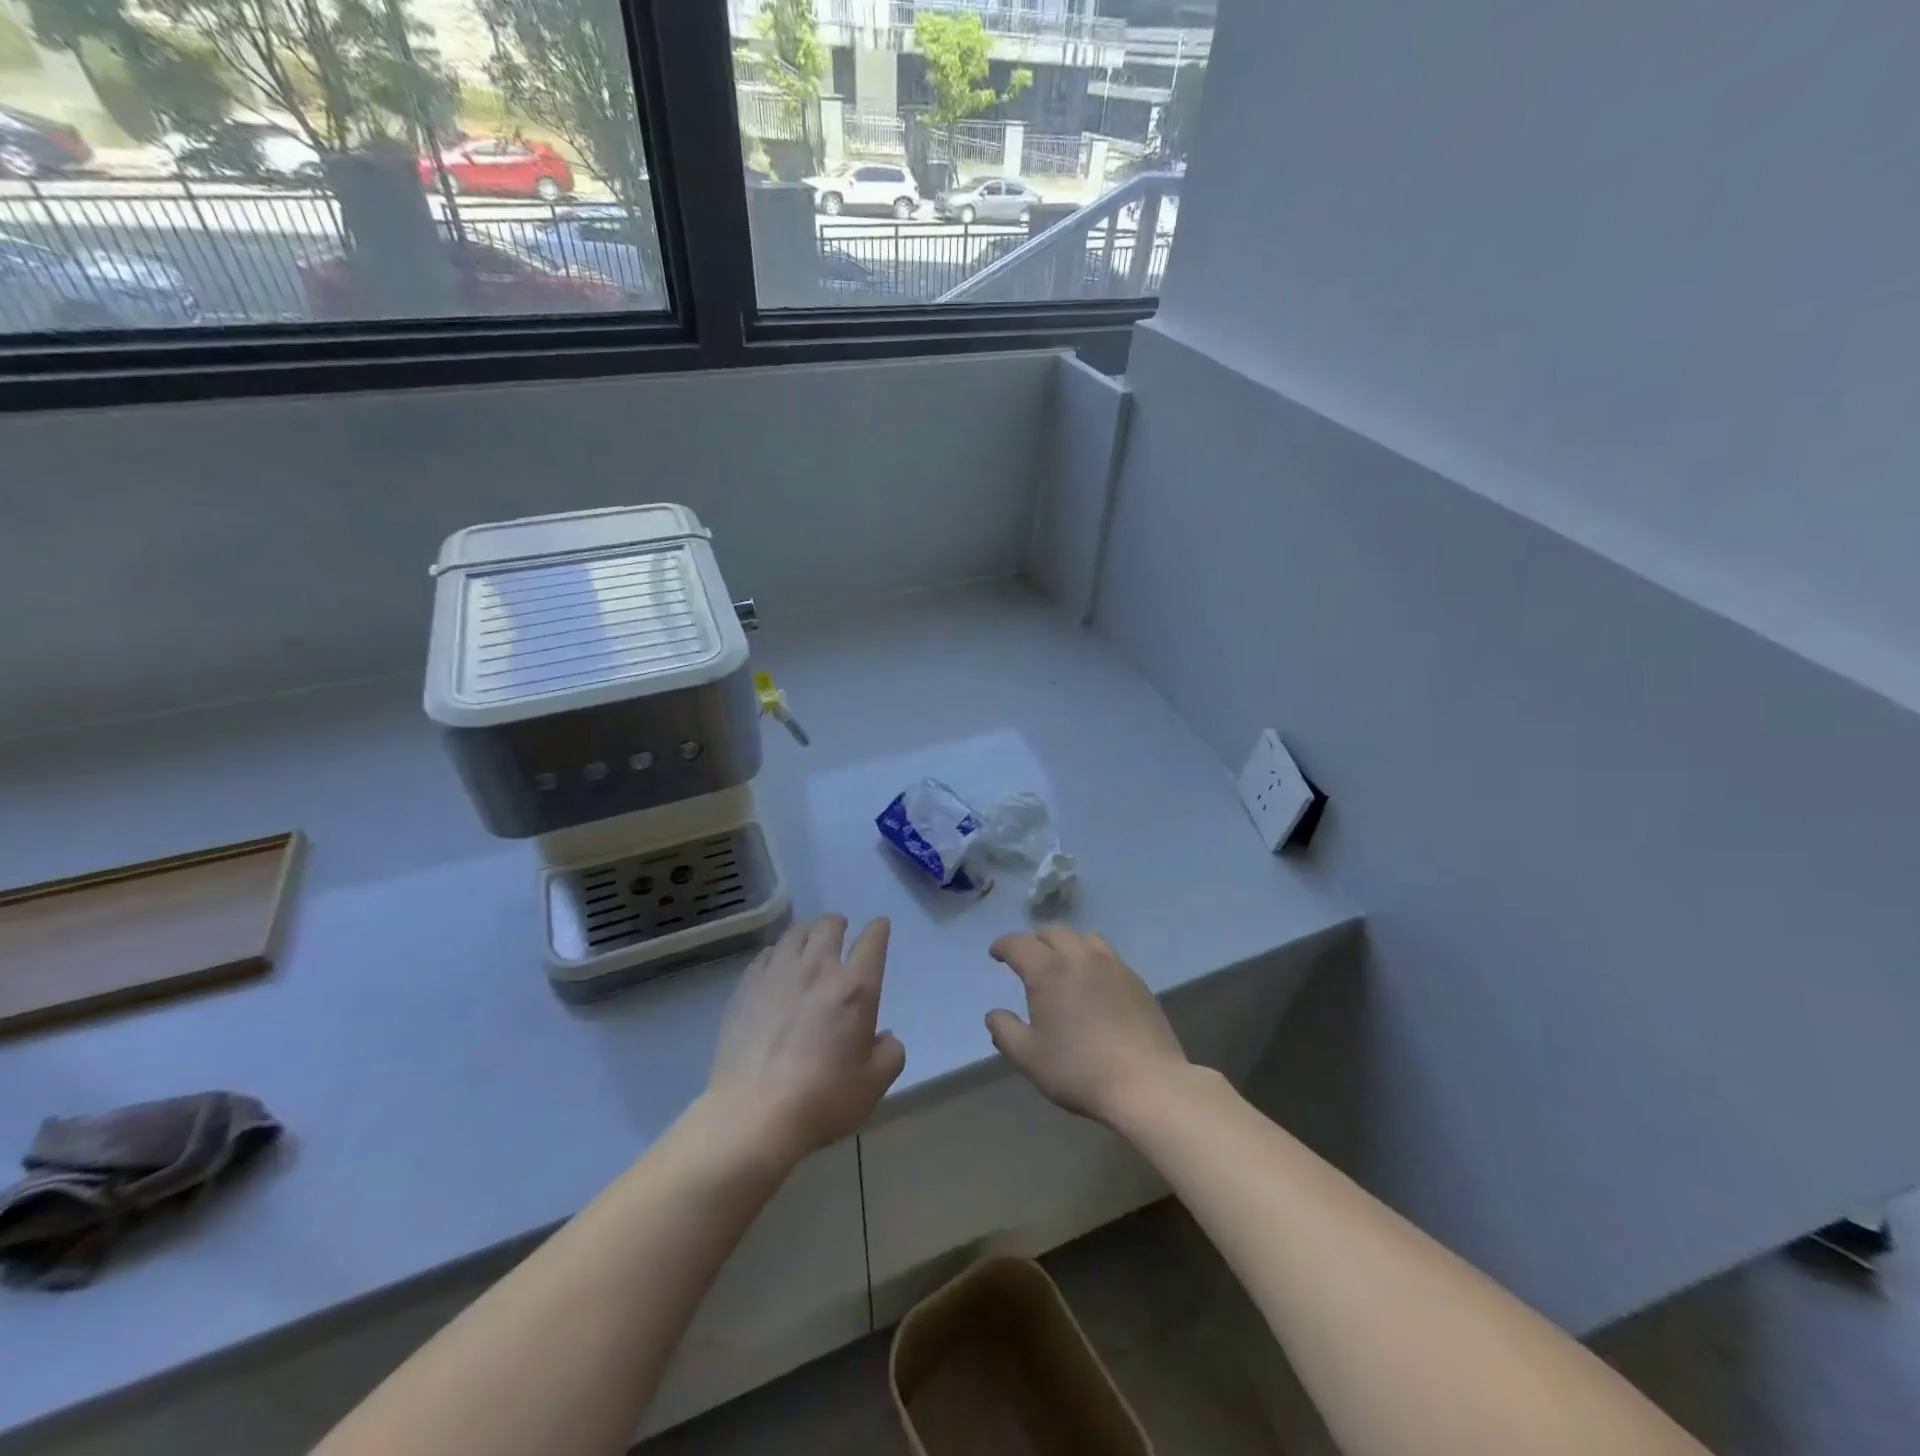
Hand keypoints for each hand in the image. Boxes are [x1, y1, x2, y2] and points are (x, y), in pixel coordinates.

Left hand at [707, 915, 905, 1159]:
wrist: (754, 1114)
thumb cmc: (823, 1098)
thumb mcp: (874, 1084)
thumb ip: (890, 1053)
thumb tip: (884, 1037)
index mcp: (855, 987)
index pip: (872, 941)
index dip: (878, 929)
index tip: (879, 926)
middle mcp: (818, 969)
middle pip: (829, 925)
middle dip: (838, 924)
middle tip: (840, 932)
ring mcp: (777, 974)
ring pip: (795, 933)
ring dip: (807, 933)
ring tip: (808, 944)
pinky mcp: (746, 987)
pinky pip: (765, 954)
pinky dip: (776, 953)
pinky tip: (775, 967)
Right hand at [986, 925, 1188, 1124]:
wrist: (1146, 1082)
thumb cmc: (1079, 1070)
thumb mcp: (1029, 1057)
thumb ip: (1005, 1031)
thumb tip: (993, 1014)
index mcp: (1049, 971)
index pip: (1019, 943)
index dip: (1003, 945)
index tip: (996, 953)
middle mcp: (1080, 957)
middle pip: (1054, 931)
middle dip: (1036, 939)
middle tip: (1028, 956)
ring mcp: (1113, 966)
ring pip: (1085, 937)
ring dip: (1067, 943)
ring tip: (1062, 962)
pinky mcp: (1136, 980)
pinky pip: (1108, 956)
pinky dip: (1092, 958)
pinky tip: (1094, 981)